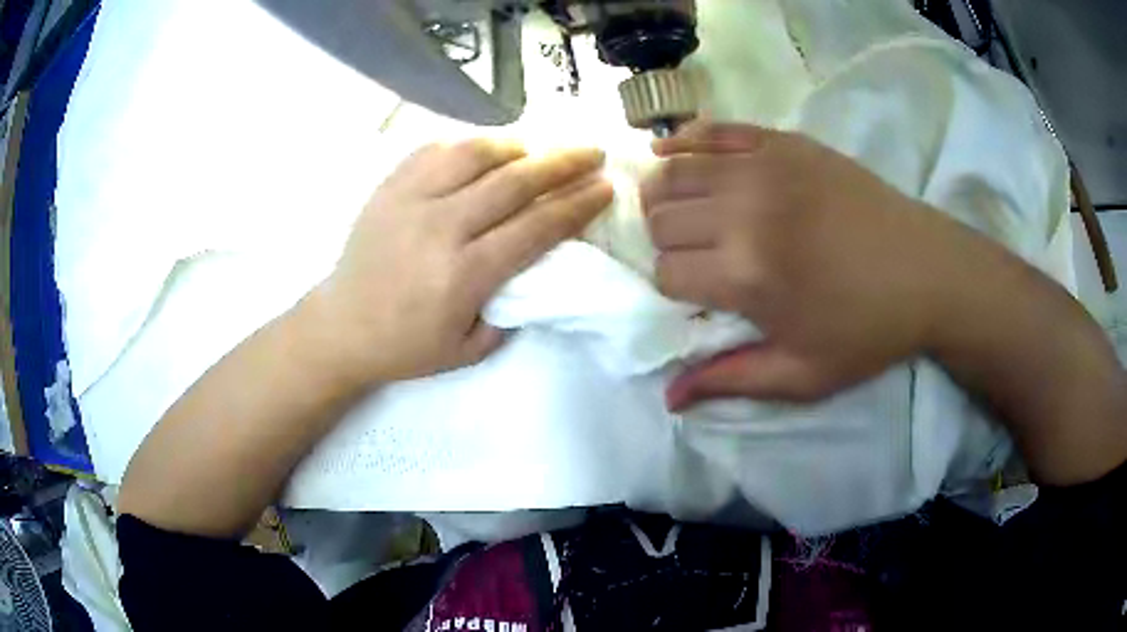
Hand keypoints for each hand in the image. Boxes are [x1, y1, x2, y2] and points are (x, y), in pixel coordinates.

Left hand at [311, 139, 612, 384]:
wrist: (341, 327)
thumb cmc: (406, 346)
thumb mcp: (469, 350)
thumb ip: (511, 310)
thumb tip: (540, 267)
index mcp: (464, 275)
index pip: (535, 228)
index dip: (576, 205)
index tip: (605, 188)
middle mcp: (440, 228)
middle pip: (514, 182)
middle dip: (563, 163)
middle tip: (593, 151)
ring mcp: (410, 200)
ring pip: (475, 154)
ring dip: (517, 145)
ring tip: (539, 148)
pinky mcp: (389, 186)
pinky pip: (436, 149)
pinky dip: (470, 143)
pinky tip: (488, 150)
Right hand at [642, 122, 975, 408]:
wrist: (928, 271)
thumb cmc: (869, 330)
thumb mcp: (803, 375)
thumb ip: (730, 381)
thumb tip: (669, 399)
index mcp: (747, 274)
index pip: (666, 272)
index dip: (675, 287)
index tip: (700, 293)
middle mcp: (744, 211)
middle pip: (662, 218)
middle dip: (666, 242)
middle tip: (695, 254)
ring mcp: (763, 167)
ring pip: (675, 170)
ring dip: (664, 195)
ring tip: (681, 210)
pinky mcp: (783, 141)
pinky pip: (713, 130)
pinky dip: (683, 141)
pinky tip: (673, 151)